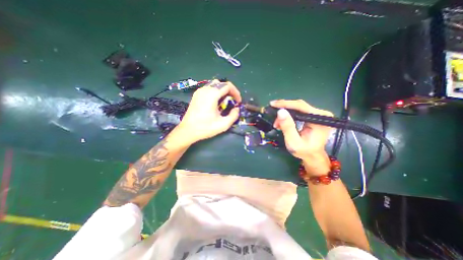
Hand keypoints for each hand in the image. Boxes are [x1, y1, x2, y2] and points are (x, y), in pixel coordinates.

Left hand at [176, 79, 242, 144]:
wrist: (188, 131)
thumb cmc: (205, 128)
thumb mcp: (223, 124)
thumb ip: (234, 115)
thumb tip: (236, 108)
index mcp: (212, 94)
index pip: (228, 86)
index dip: (236, 92)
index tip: (238, 101)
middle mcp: (205, 89)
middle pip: (221, 83)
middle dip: (230, 91)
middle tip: (232, 101)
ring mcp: (199, 91)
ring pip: (215, 84)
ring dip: (223, 91)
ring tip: (225, 102)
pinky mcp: (196, 95)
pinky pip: (209, 88)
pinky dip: (216, 92)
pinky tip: (216, 102)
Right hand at [272, 100, 332, 175]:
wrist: (312, 156)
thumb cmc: (304, 151)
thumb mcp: (293, 141)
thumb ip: (288, 127)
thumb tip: (280, 111)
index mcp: (320, 119)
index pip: (301, 106)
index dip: (285, 104)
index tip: (273, 104)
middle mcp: (321, 114)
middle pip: (299, 106)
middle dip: (284, 110)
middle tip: (273, 116)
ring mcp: (317, 115)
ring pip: (297, 108)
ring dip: (285, 114)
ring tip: (276, 123)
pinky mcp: (312, 116)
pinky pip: (298, 112)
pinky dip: (288, 116)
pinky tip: (282, 122)